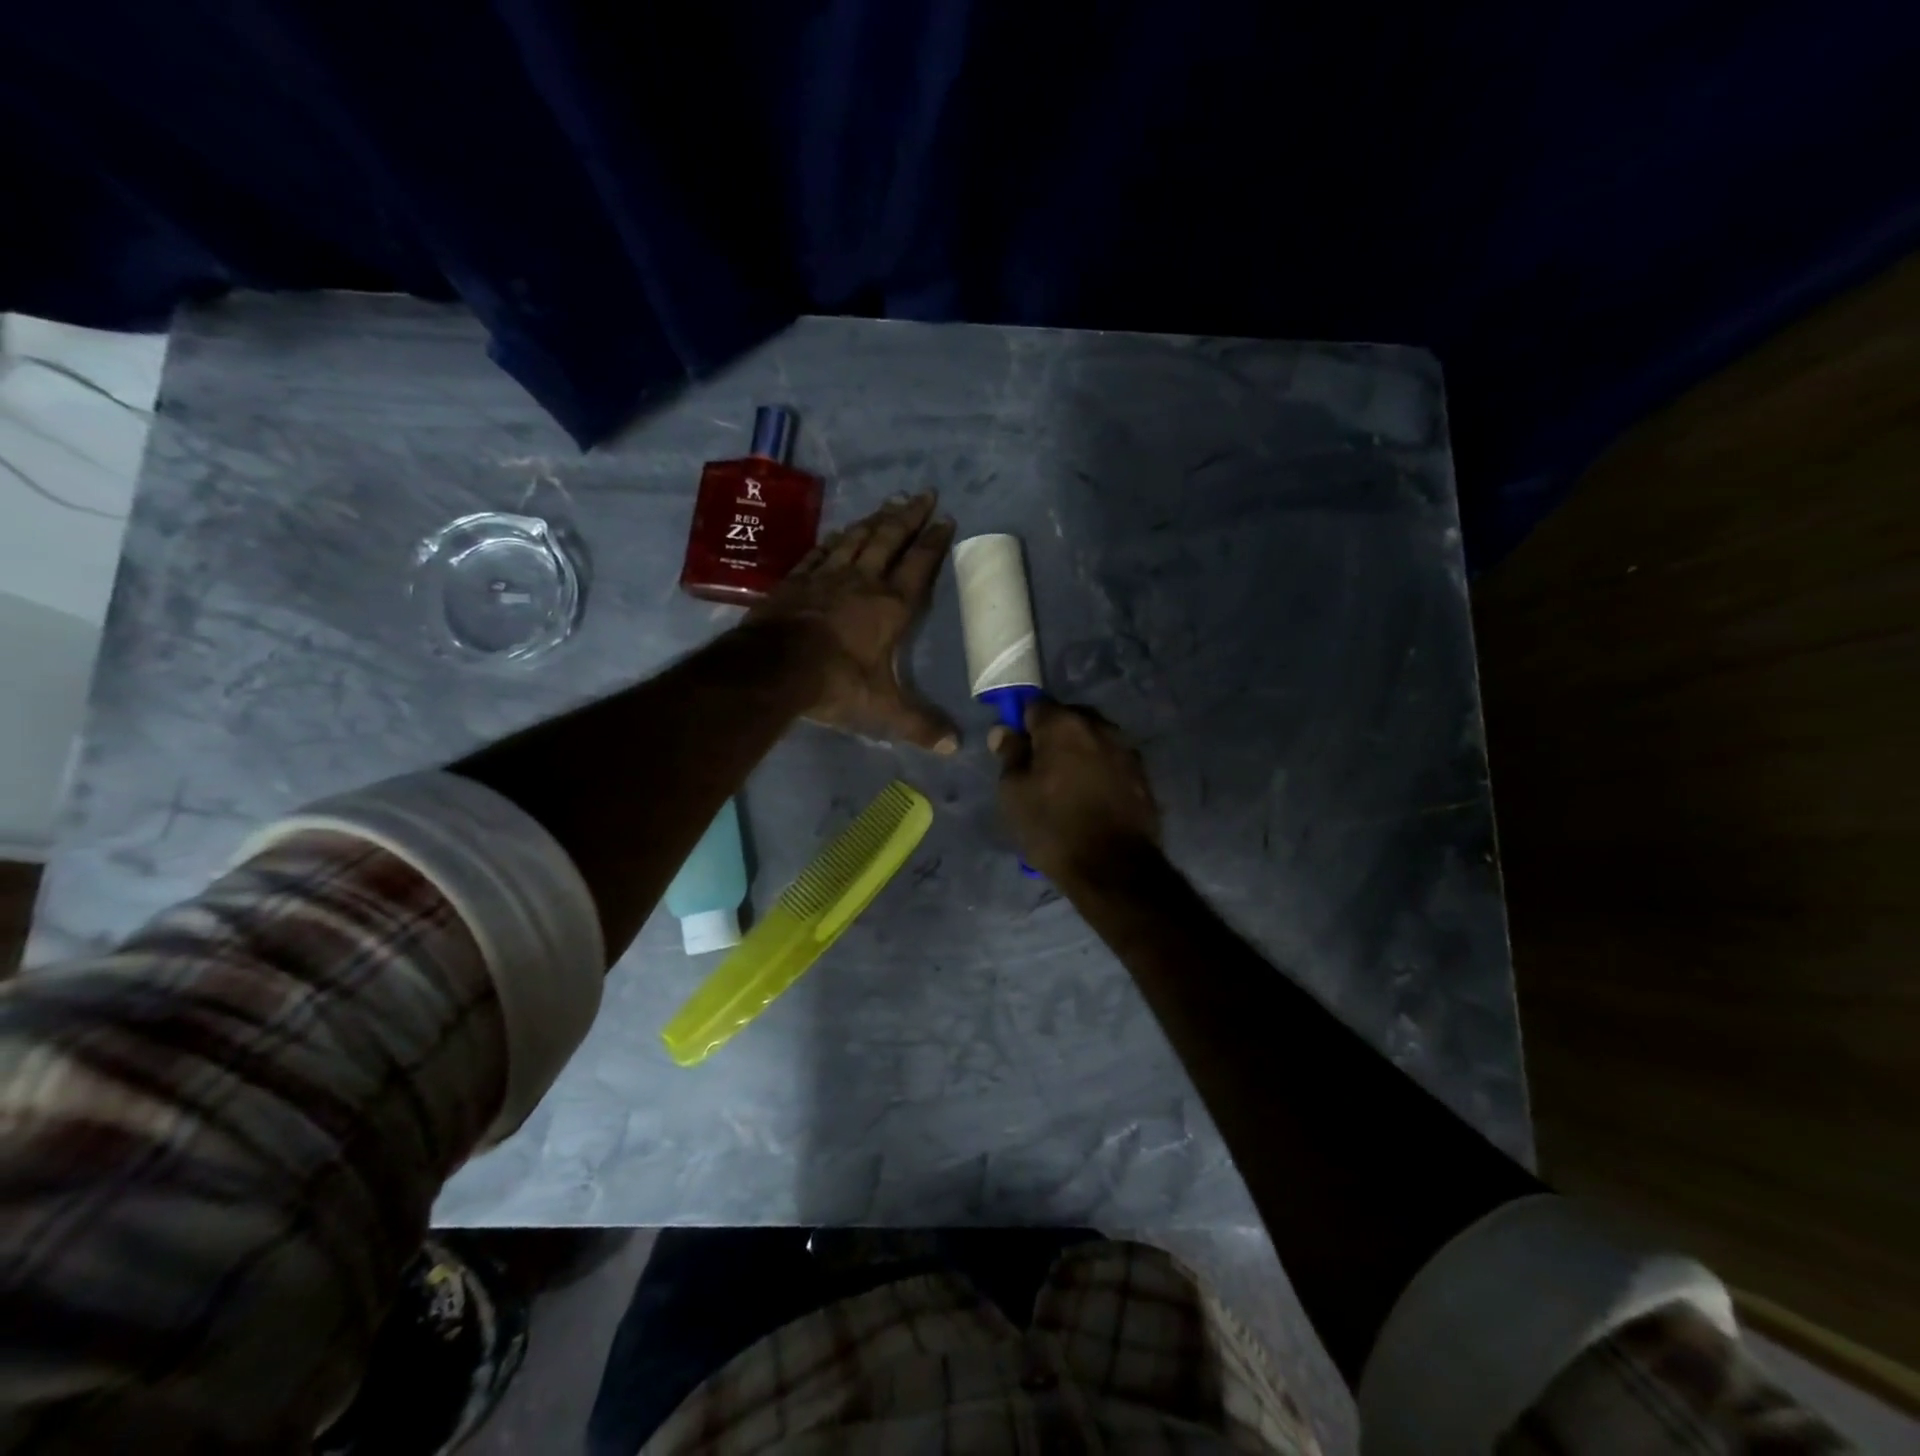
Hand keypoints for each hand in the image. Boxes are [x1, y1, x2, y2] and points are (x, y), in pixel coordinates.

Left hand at [752, 492, 959, 752]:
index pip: (919, 566)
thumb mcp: (884, 709)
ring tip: (889, 503)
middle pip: (889, 539)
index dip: (934, 542)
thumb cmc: (837, 683)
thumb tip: (954, 747)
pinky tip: (838, 533)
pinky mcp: (796, 580)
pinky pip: (820, 551)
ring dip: (875, 520)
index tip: (946, 519)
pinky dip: (834, 540)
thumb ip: (919, 724)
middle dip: (909, 516)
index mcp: (890, 606)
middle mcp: (862, 582)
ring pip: (856, 538)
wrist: (775, 668)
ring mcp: (826, 576)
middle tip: (923, 494)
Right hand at [989, 700, 1160, 880]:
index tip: (1015, 748)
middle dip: (1052, 737)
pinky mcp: (1142, 775)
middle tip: (1039, 769)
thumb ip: (1010, 755)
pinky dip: (1098, 771)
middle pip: (1067, 719)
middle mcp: (1099, 726)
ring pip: (1092, 740)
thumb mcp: (1014, 793)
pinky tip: (1091, 797)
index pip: (1034, 706)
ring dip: (1078, 753)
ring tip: (1066, 786)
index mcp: (1063, 724)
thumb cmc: (1053, 827)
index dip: (1022, 724)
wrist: (1113, 867)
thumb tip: (1004, 730)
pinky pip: (1111, 762)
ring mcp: (1126, 749)